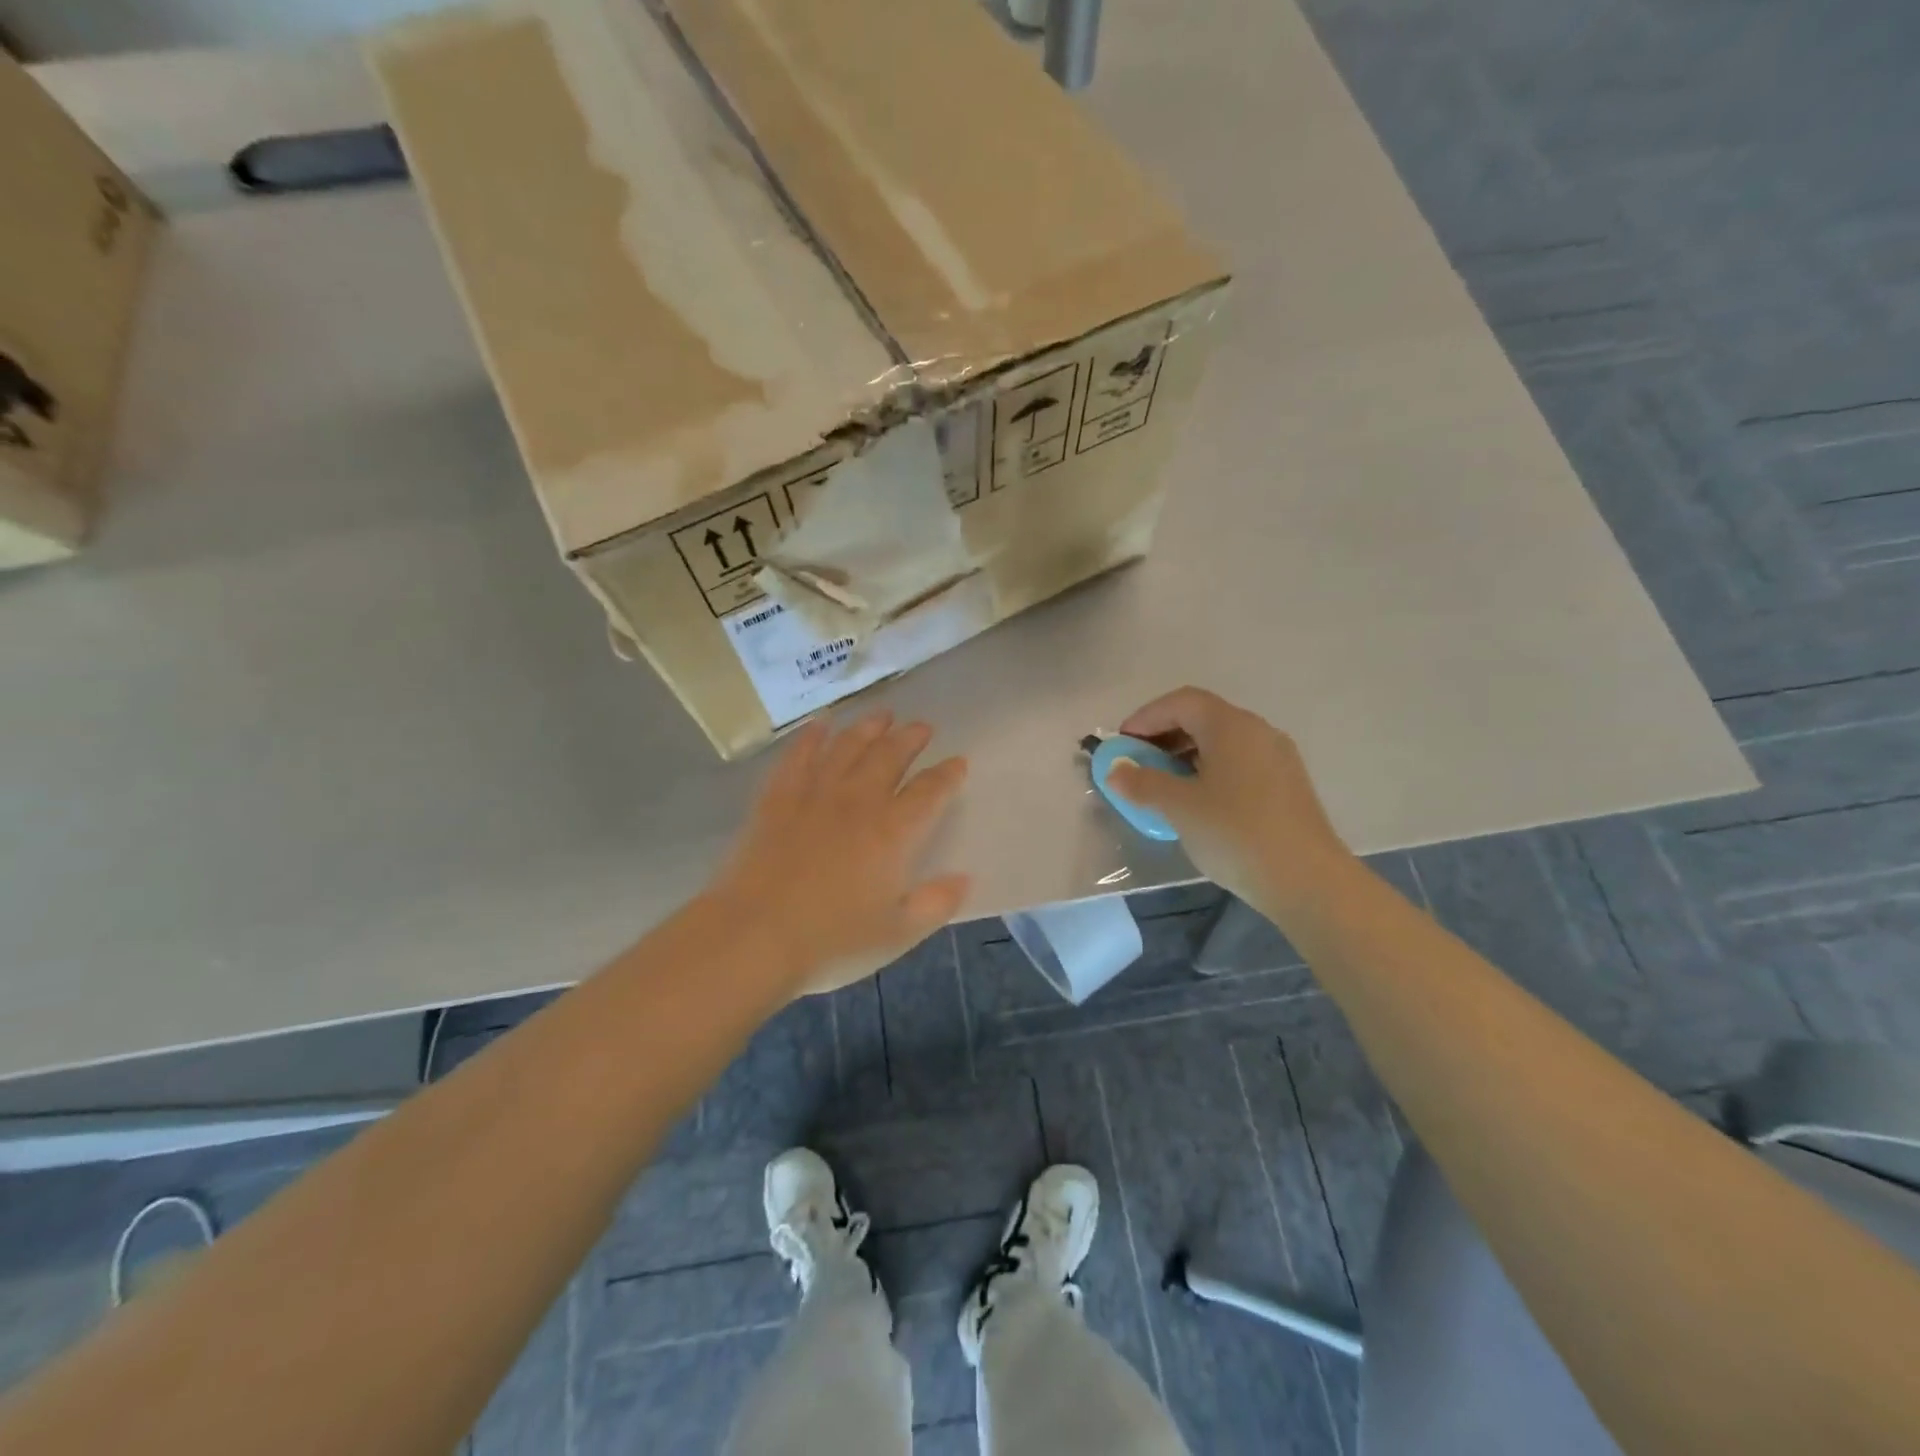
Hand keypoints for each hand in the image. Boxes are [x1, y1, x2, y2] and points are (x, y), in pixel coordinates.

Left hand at [708, 710, 970, 996]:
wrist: (753, 935)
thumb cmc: (831, 940)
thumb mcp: (897, 933)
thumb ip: (936, 902)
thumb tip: (966, 877)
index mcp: (893, 832)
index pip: (930, 791)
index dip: (947, 775)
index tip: (958, 762)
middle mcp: (858, 801)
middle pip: (890, 756)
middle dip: (910, 738)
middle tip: (922, 727)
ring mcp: (815, 793)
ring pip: (848, 746)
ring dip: (868, 727)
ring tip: (883, 714)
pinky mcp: (777, 797)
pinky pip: (798, 755)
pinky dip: (811, 736)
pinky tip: (821, 724)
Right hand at [1106, 687, 1349, 911]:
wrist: (1307, 881)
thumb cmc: (1235, 834)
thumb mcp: (1179, 807)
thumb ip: (1142, 783)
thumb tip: (1115, 771)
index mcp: (1231, 726)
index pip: (1181, 702)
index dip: (1145, 717)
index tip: (1121, 743)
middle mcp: (1258, 731)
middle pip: (1202, 717)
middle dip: (1164, 735)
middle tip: (1137, 762)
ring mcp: (1277, 757)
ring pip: (1222, 741)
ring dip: (1185, 753)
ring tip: (1162, 783)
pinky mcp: (1287, 784)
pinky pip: (1239, 762)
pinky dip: (1209, 769)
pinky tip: (1198, 801)